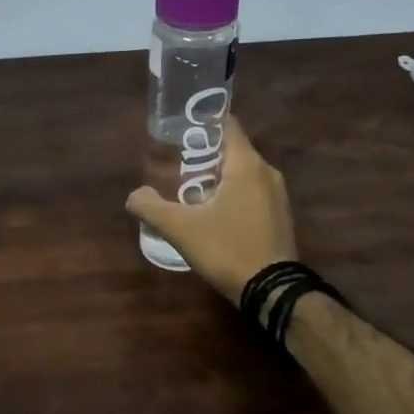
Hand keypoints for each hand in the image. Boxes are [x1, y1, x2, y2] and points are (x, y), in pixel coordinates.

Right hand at [126, 119, 298, 303]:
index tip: (178, 129)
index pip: (227, 125)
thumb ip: (151, 207)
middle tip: (173, 164)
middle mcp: (267, 173)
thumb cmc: (227, 249)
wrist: (272, 291)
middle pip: (231, 150)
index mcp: (247, 165)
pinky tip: (211, 213)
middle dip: (202, 154)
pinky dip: (231, 194)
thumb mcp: (180, 229)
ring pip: (242, 174)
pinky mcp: (279, 216)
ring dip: (216, 177)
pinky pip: (251, 193)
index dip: (201, 122)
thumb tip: (134, 196)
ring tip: (187, 189)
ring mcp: (277, 196)